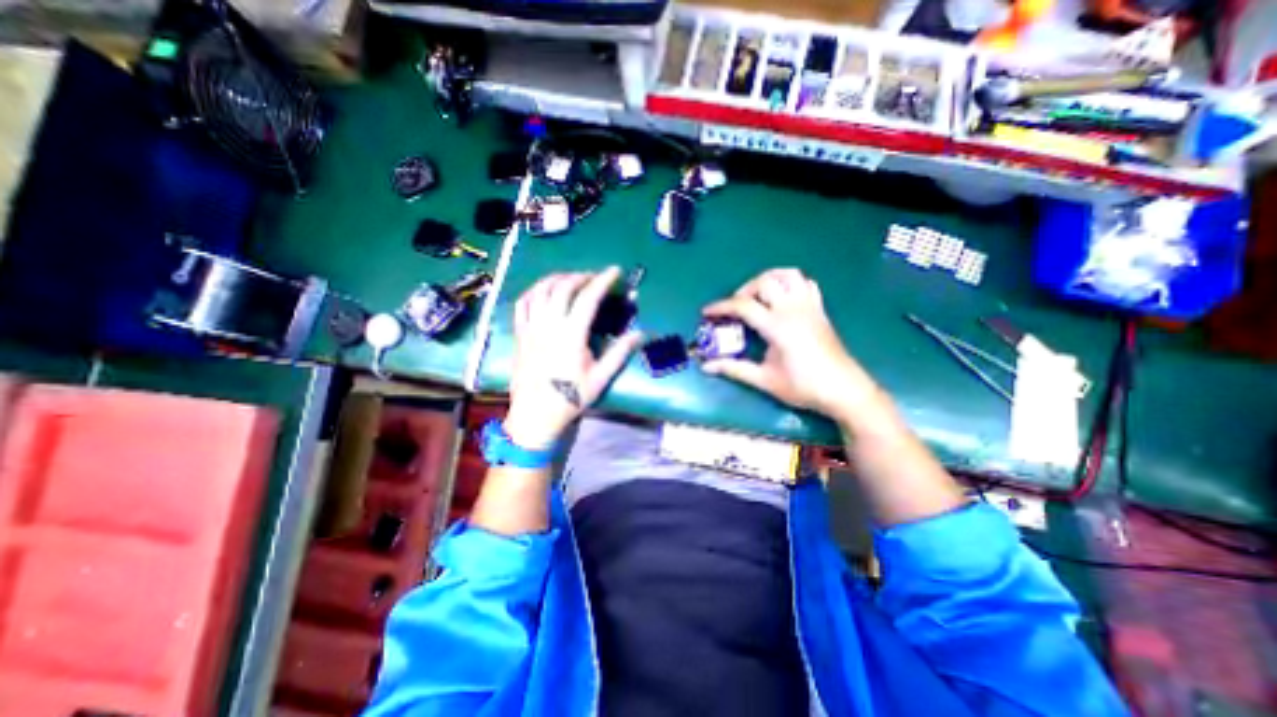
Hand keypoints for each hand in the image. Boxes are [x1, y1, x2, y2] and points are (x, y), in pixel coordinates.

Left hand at [501, 267, 634, 451]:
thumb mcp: (601, 378)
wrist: (536, 415)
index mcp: (571, 335)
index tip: (615, 271)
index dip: (603, 280)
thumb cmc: (571, 397)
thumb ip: (620, 352)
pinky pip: (522, 303)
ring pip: (540, 290)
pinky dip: (535, 290)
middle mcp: (549, 325)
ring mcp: (531, 328)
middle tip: (595, 277)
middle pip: (563, 287)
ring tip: (571, 279)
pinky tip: (544, 290)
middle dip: (581, 276)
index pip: (588, 298)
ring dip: (558, 278)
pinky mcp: (519, 333)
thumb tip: (641, 334)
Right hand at [697, 269, 889, 425]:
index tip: (706, 312)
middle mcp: (793, 309)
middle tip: (736, 308)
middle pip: (764, 281)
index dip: (721, 307)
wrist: (844, 389)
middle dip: (744, 290)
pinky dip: (790, 283)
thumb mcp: (764, 380)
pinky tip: (782, 297)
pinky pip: (805, 283)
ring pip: (787, 274)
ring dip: (768, 279)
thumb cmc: (803, 386)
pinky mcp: (820, 309)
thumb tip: (706, 366)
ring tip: (757, 296)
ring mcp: (809, 306)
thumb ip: (734, 369)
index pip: (743, 306)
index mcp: (778, 326)